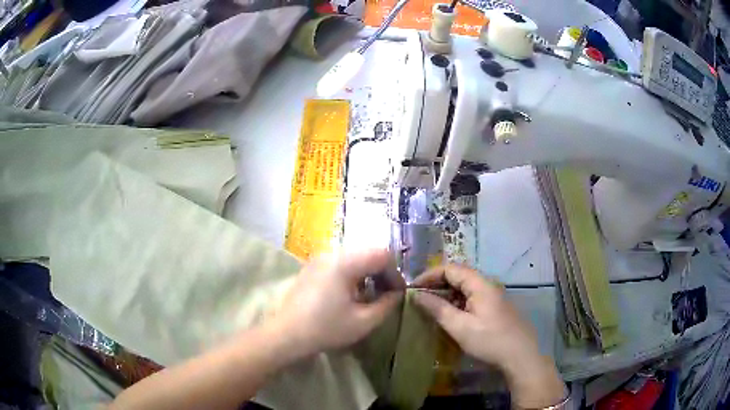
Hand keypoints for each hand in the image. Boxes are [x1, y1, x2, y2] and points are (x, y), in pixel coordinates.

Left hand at [273, 249, 402, 357]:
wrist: (286, 334)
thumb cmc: (326, 329)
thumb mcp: (363, 321)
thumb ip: (387, 304)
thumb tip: (397, 294)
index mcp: (345, 263)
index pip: (382, 255)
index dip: (395, 273)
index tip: (398, 293)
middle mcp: (332, 254)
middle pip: (368, 252)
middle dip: (382, 272)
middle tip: (387, 294)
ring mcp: (320, 259)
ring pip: (355, 257)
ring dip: (368, 273)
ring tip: (370, 295)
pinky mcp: (312, 267)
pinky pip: (340, 263)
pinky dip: (353, 274)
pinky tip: (351, 294)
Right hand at [412, 264, 565, 407]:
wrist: (520, 356)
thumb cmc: (489, 340)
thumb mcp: (460, 327)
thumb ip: (438, 309)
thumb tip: (417, 295)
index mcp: (480, 284)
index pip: (450, 269)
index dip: (429, 275)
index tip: (412, 287)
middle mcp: (487, 285)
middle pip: (458, 276)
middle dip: (437, 283)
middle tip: (419, 297)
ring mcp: (493, 296)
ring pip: (465, 287)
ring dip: (446, 293)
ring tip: (430, 306)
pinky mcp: (495, 307)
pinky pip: (472, 297)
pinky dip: (457, 302)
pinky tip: (450, 314)